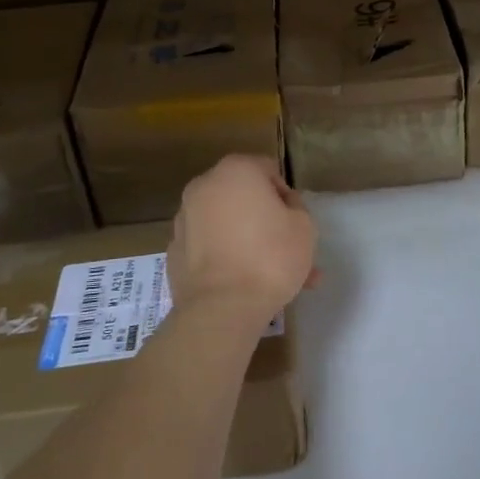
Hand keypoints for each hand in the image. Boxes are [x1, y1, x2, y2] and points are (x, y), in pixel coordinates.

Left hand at [169, 156, 317, 325]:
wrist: (222, 308)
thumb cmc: (271, 257)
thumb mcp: (304, 227)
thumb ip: (295, 207)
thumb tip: (280, 206)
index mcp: (235, 170)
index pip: (268, 171)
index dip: (285, 196)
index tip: (293, 222)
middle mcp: (204, 186)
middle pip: (243, 198)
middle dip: (264, 220)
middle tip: (286, 250)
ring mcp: (184, 218)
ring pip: (226, 225)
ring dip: (247, 241)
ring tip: (270, 276)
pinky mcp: (174, 250)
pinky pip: (209, 246)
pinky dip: (224, 256)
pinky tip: (242, 283)